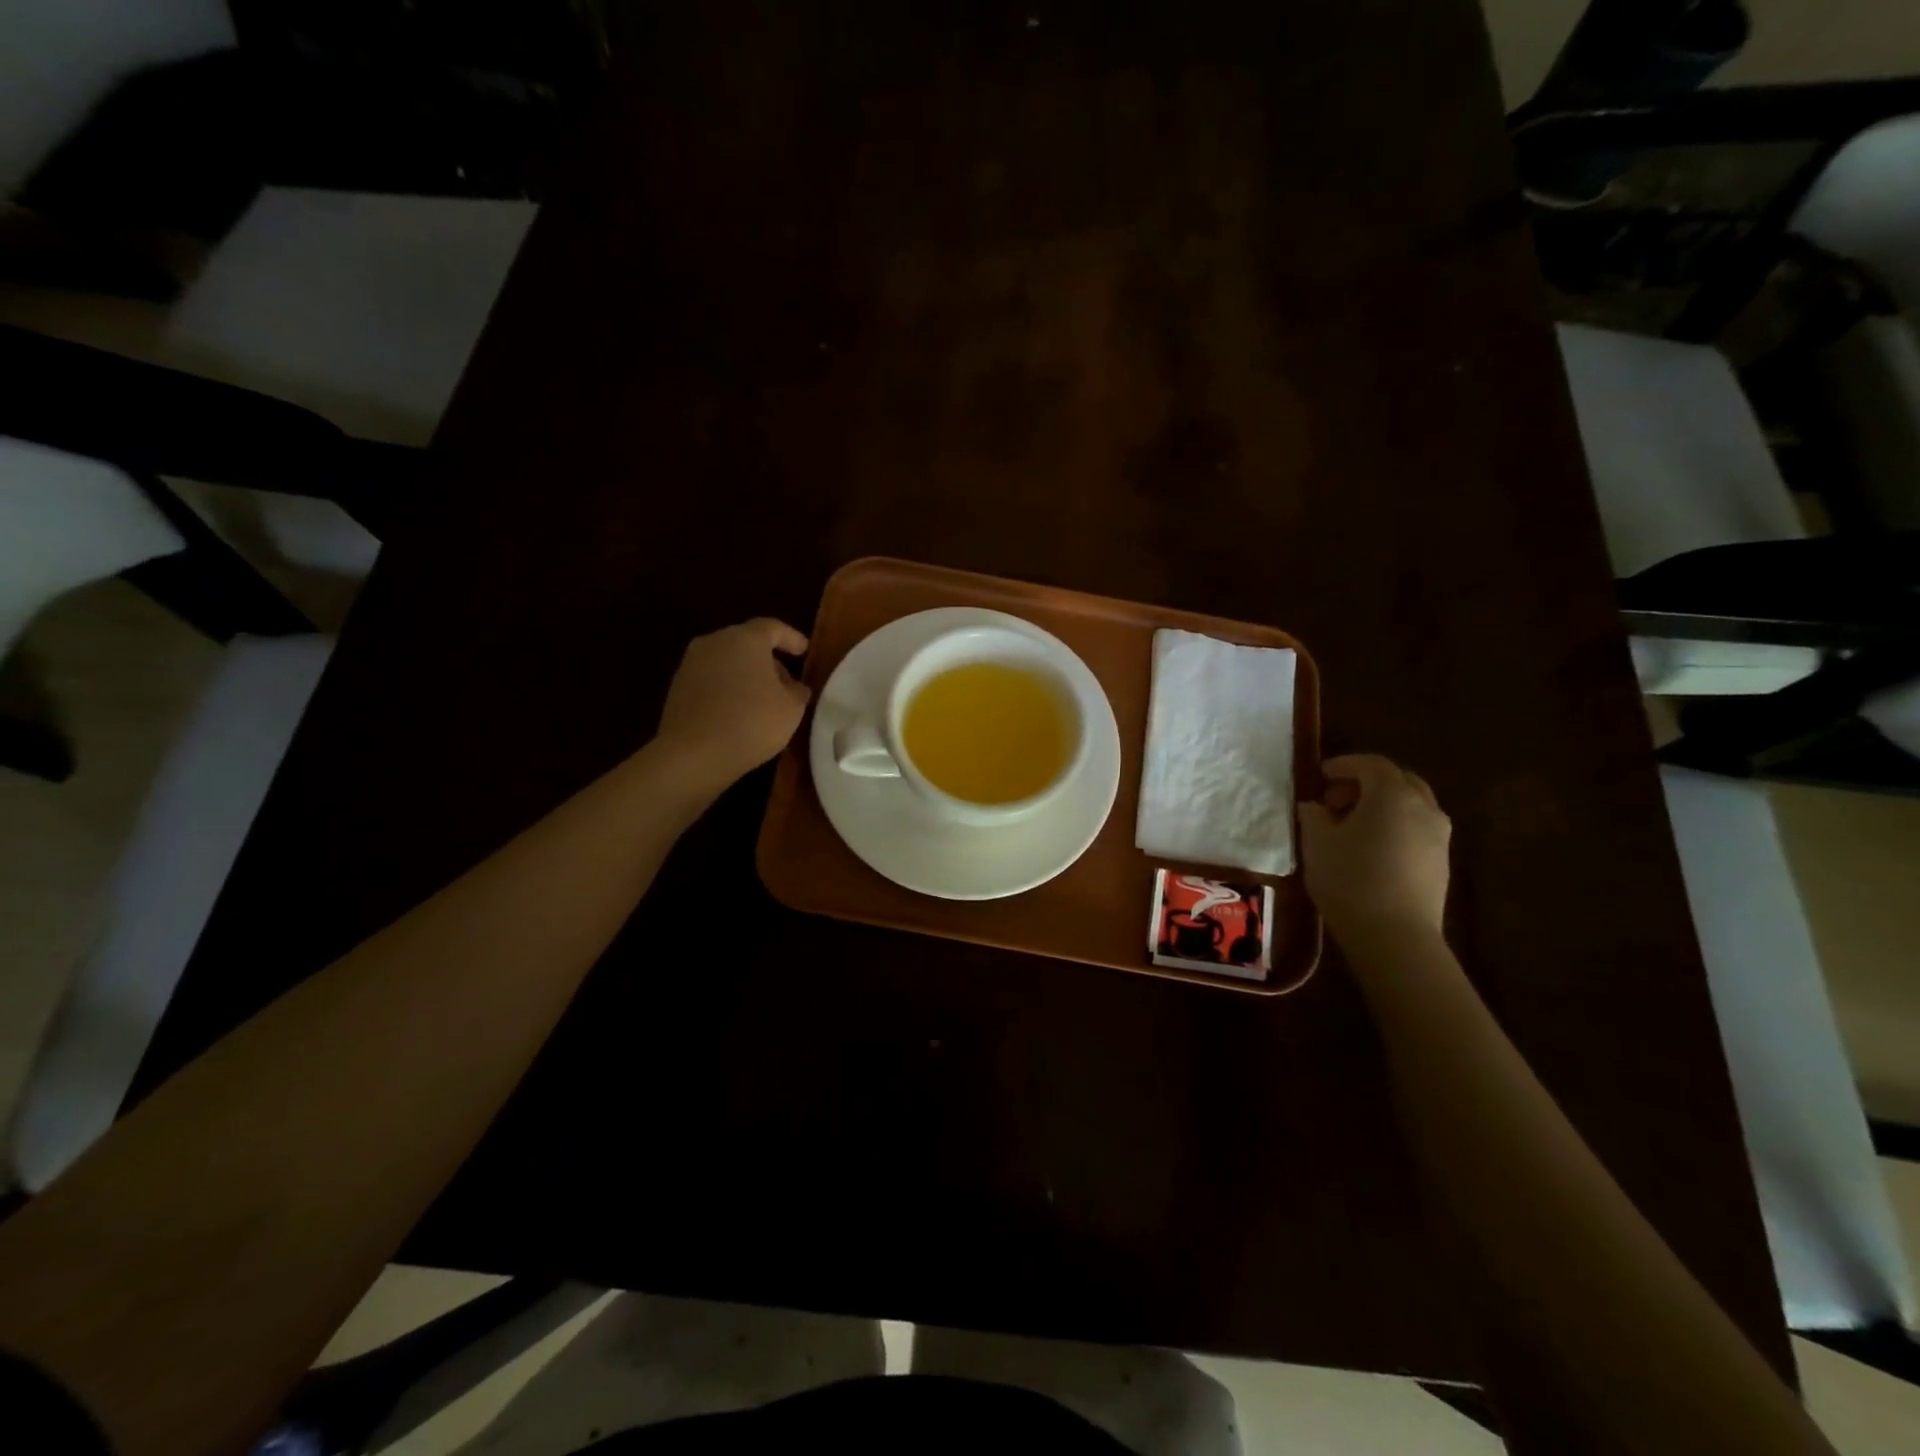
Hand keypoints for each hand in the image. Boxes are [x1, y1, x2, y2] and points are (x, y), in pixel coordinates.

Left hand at [655, 618, 810, 787]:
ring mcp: (691, 664)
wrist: (693, 753)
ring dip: (746, 676)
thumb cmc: (752, 722)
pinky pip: (711, 681)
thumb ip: (798, 691)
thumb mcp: (791, 709)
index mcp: (745, 638)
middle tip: (787, 683)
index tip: (804, 650)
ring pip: (727, 662)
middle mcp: (714, 642)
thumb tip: (795, 687)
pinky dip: (728, 690)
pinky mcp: (677, 688)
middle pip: (747, 643)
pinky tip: (739, 713)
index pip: (772, 628)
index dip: (791, 638)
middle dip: (769, 660)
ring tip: (764, 701)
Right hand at [1299, 754, 1450, 945]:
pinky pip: (1417, 828)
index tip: (1320, 775)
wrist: (1395, 936)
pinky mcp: (1442, 862)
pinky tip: (1372, 848)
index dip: (1344, 765)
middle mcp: (1423, 807)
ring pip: (1411, 804)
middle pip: (1398, 780)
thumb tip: (1315, 807)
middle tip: (1336, 799)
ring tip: (1353, 825)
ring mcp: (1439, 835)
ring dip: (1383, 805)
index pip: (1370, 764)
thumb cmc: (1350, 880)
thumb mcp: (1316, 843)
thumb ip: (1314, 815)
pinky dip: (1395, 825)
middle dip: (1367, 782)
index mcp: (1392, 795)